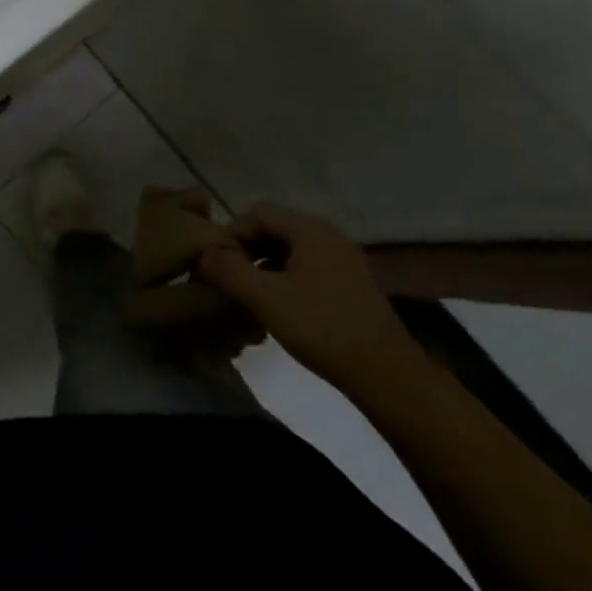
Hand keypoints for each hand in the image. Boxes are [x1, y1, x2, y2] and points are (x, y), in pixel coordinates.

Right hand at [197, 206, 419, 390]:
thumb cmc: (322, 328)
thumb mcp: (266, 298)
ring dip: (265, 268)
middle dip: (246, 251)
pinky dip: (286, 281)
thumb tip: (202, 253)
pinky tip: (279, 309)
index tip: (215, 264)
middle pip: (274, 230)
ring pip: (291, 252)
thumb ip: (228, 270)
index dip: (231, 234)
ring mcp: (344, 261)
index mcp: (309, 229)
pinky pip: (308, 270)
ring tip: (249, 297)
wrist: (389, 377)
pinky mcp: (353, 286)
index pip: (256, 214)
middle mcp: (328, 236)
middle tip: (227, 280)